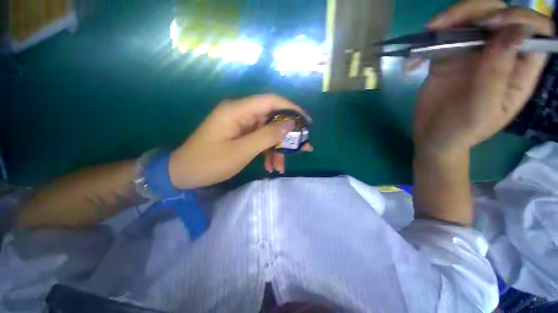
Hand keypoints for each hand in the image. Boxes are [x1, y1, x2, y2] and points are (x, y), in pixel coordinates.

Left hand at [169, 94, 311, 188]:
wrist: (183, 173)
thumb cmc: (209, 162)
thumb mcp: (242, 151)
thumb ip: (267, 136)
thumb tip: (290, 125)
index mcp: (238, 110)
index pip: (271, 101)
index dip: (291, 109)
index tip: (307, 122)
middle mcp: (241, 113)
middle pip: (272, 118)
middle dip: (287, 135)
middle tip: (303, 149)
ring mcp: (240, 124)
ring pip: (267, 132)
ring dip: (276, 149)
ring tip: (281, 167)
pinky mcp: (240, 134)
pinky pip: (259, 140)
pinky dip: (267, 152)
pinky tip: (270, 166)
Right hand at [414, 0, 553, 156]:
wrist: (432, 138)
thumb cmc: (461, 131)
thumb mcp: (482, 109)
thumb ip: (499, 73)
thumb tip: (514, 32)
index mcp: (519, 70)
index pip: (535, 32)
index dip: (519, 18)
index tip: (490, 25)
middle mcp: (501, 55)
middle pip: (499, 15)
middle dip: (477, 11)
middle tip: (448, 23)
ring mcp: (473, 55)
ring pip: (472, 19)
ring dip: (452, 19)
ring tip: (430, 30)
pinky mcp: (449, 59)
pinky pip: (444, 39)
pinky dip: (429, 42)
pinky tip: (415, 60)